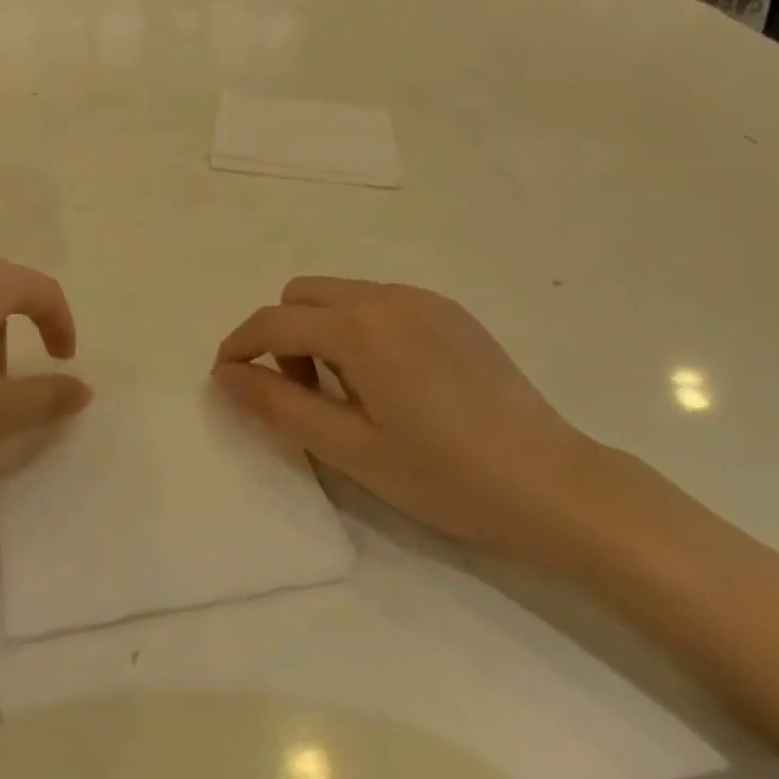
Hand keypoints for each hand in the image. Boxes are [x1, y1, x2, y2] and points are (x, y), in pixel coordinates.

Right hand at [213, 278, 612, 564]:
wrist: (553, 483)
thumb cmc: (445, 476)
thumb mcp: (350, 449)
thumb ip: (279, 405)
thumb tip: (225, 375)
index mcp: (359, 328)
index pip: (273, 321)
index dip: (239, 346)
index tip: (226, 378)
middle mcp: (387, 297)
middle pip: (302, 295)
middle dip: (282, 335)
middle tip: (302, 393)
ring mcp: (424, 300)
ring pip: (340, 294)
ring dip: (321, 330)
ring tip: (349, 392)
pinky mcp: (450, 311)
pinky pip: (380, 301)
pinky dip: (359, 328)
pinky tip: (390, 380)